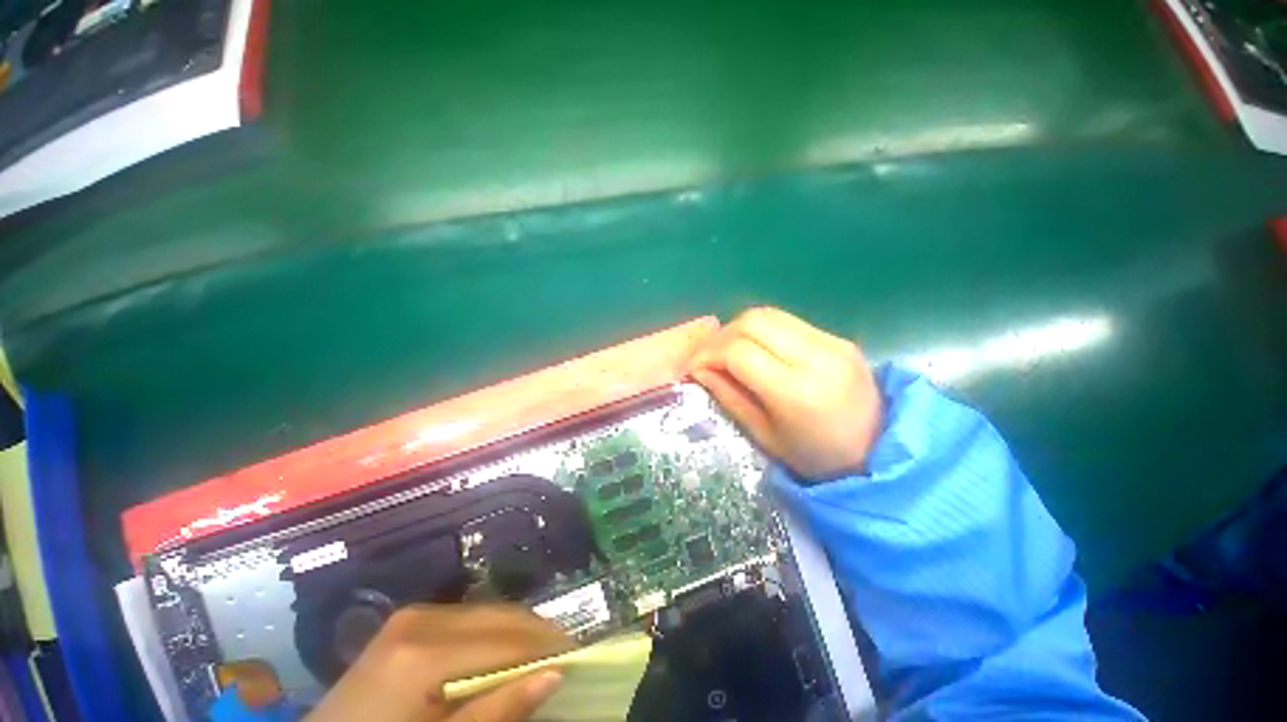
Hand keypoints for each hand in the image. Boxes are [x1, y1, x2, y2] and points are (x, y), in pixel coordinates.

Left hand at [306, 605, 574, 721]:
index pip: (507, 640)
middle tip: (566, 656)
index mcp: (423, 653)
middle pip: (501, 616)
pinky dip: (493, 633)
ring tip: (539, 657)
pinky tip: (501, 654)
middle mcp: (422, 618)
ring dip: (517, 634)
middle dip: (537, 635)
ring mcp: (413, 614)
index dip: (547, 647)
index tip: (580, 657)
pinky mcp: (409, 619)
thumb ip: (496, 711)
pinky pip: (468, 618)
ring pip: (489, 612)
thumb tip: (554, 675)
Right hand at [689, 307, 881, 480]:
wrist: (880, 451)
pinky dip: (762, 331)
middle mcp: (817, 357)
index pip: (739, 351)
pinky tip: (757, 350)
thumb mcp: (764, 436)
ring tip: (729, 352)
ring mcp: (832, 342)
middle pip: (753, 321)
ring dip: (740, 329)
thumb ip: (729, 396)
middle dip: (721, 335)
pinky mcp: (838, 337)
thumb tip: (700, 368)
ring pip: (769, 314)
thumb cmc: (816, 458)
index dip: (708, 354)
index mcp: (797, 392)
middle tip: (709, 357)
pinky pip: (788, 322)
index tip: (694, 366)